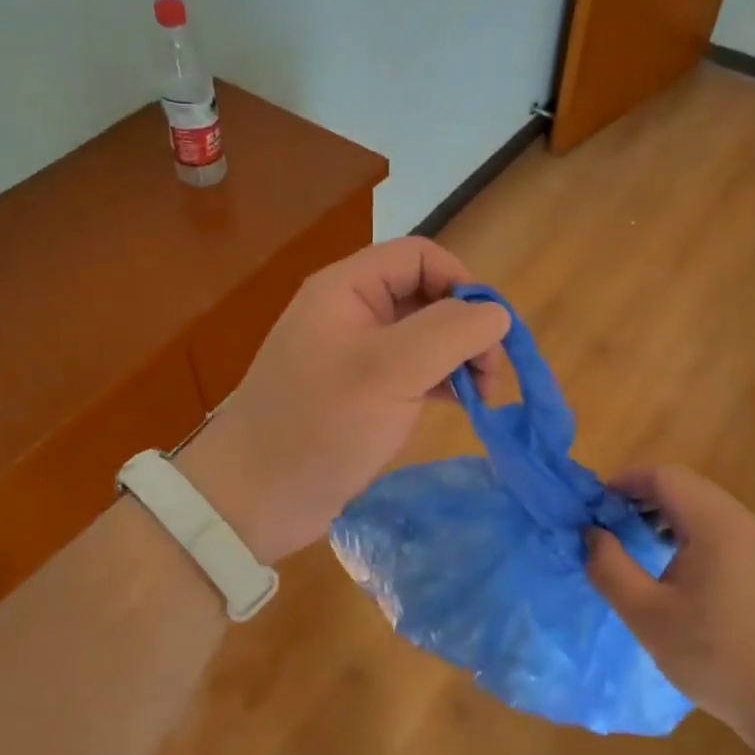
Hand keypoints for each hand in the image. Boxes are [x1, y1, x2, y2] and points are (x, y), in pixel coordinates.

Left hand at [177, 238, 509, 563]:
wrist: (257, 497)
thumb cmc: (321, 424)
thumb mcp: (390, 371)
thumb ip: (450, 333)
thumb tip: (497, 314)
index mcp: (348, 288)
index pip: (420, 257)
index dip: (462, 282)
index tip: (489, 331)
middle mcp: (351, 312)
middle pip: (426, 295)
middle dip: (466, 326)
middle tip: (491, 375)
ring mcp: (355, 354)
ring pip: (424, 336)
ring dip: (459, 357)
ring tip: (483, 395)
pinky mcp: (361, 393)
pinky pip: (412, 371)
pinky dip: (442, 381)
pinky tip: (461, 404)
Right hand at [587, 465, 754, 740]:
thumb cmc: (717, 656)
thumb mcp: (647, 615)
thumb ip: (610, 568)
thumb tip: (592, 534)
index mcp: (714, 524)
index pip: (663, 476)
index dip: (624, 483)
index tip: (595, 509)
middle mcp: (742, 521)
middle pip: (684, 486)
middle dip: (641, 498)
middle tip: (610, 528)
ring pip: (703, 507)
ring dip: (664, 516)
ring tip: (636, 547)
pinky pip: (720, 529)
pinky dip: (688, 533)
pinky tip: (674, 571)